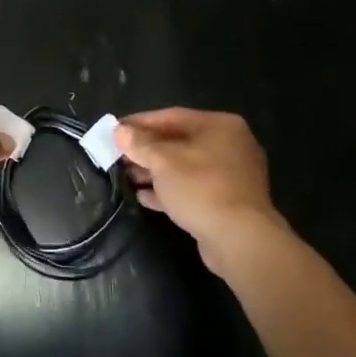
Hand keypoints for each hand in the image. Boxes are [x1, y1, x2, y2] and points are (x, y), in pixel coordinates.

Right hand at [116, 108, 283, 273]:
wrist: (240, 240)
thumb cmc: (201, 189)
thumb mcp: (163, 162)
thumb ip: (139, 144)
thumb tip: (120, 131)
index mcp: (219, 125)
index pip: (171, 116)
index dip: (140, 123)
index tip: (115, 131)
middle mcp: (230, 144)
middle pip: (179, 141)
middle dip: (146, 150)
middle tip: (118, 156)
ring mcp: (232, 175)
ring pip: (185, 166)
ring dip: (155, 171)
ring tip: (127, 178)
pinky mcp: (229, 202)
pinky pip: (194, 188)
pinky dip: (170, 190)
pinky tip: (145, 197)